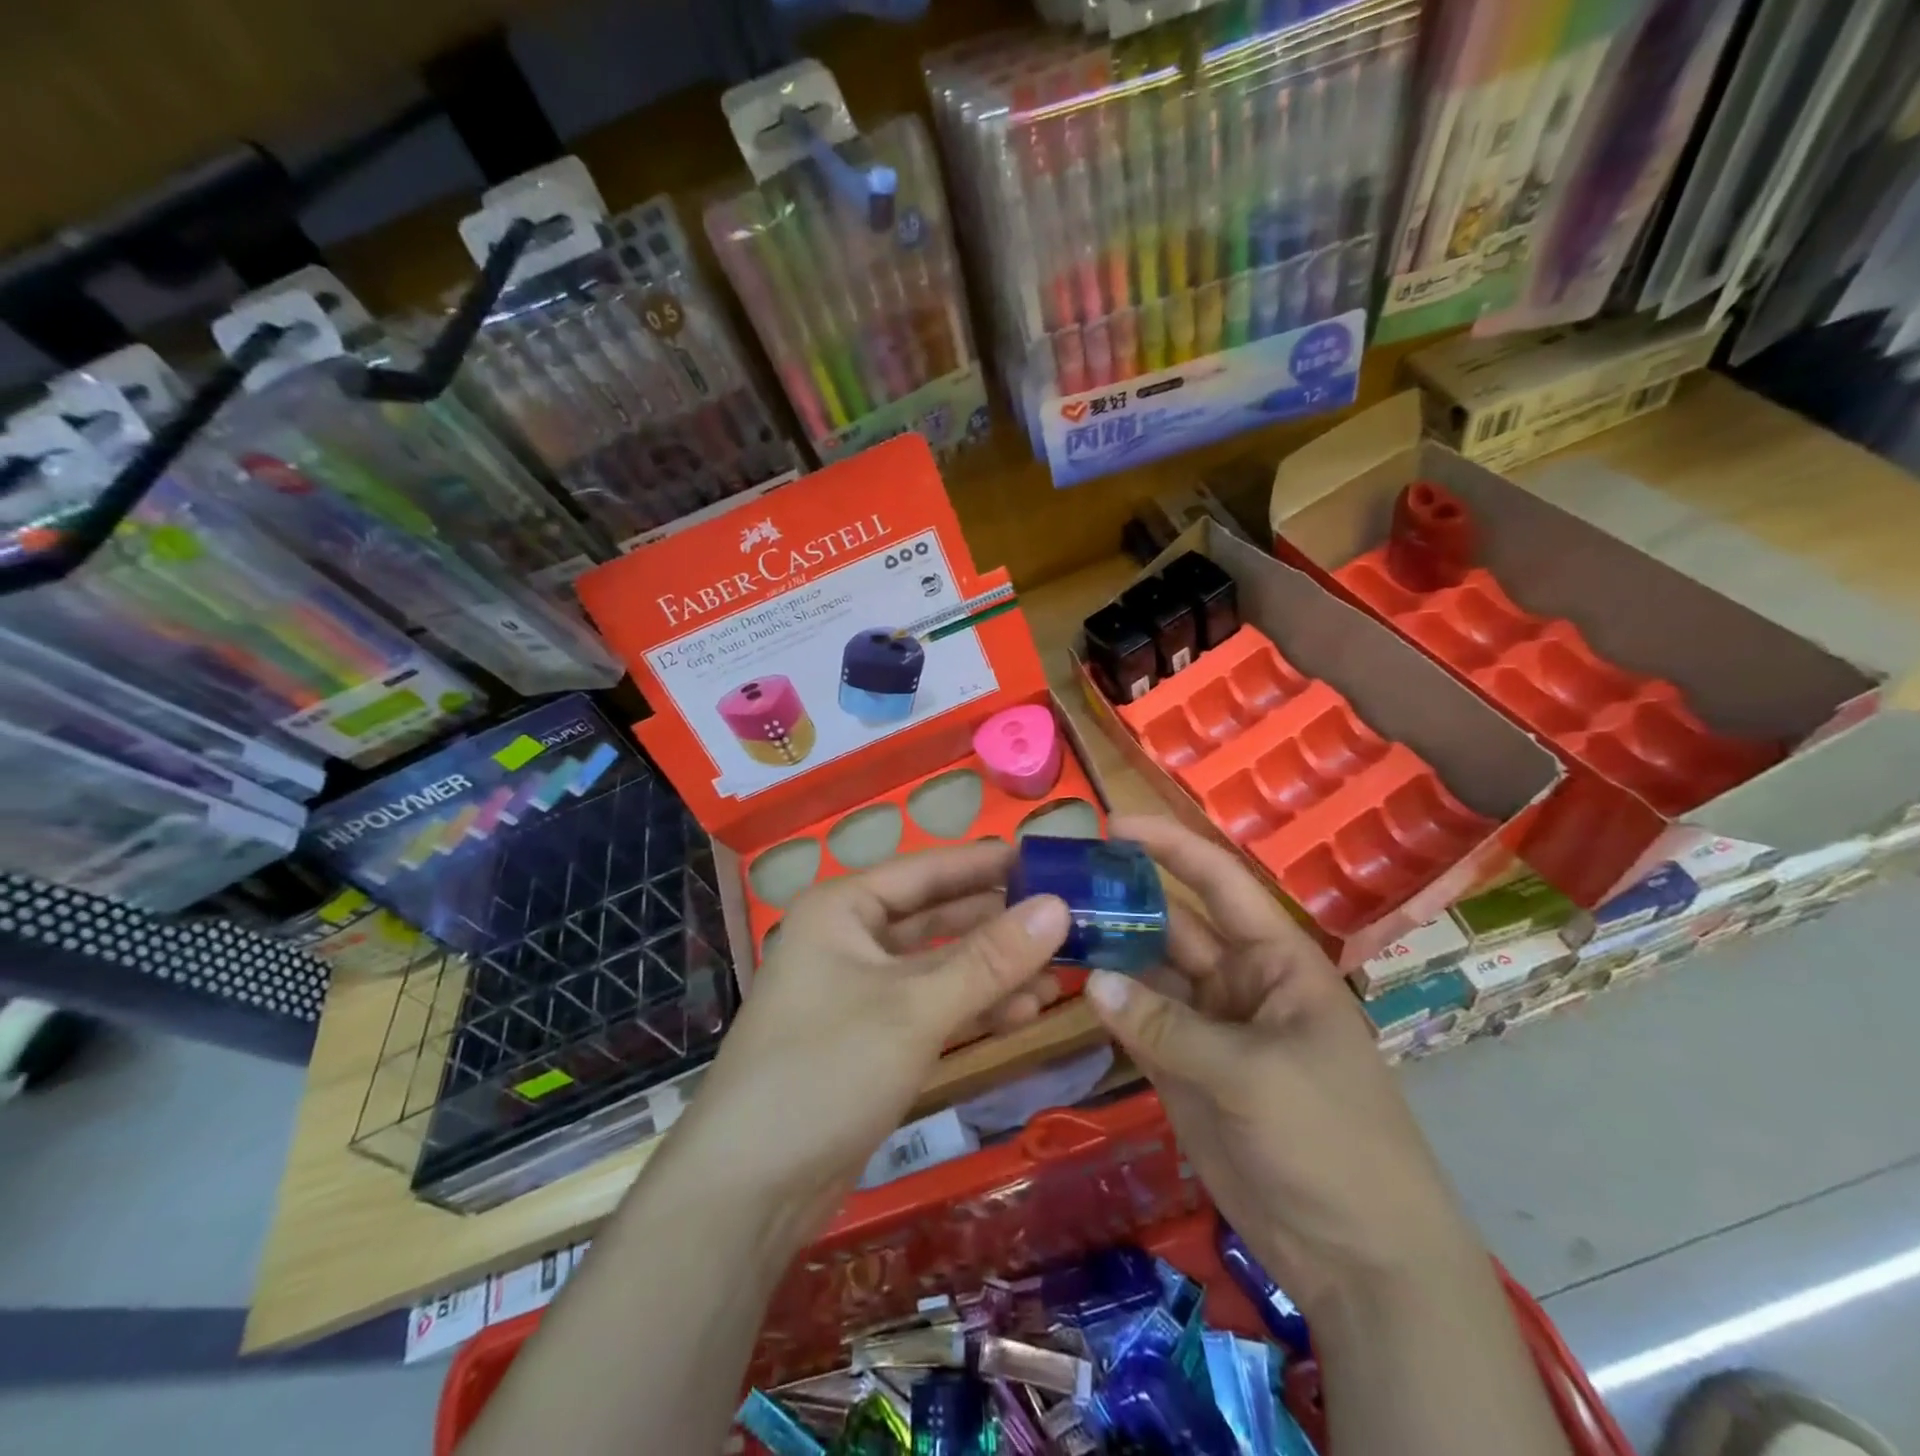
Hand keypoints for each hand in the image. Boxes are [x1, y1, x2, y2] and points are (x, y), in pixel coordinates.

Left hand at [669, 841, 1069, 1236]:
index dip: (986, 863)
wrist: (749, 1190)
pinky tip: (1024, 1011)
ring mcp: (861, 992)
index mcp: (844, 908)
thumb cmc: (826, 1069)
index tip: (1048, 857)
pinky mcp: (872, 1039)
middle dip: (997, 921)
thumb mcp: (915, 1008)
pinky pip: (933, 1007)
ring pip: (939, 966)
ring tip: (1060, 970)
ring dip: (994, 969)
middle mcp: (850, 939)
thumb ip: (989, 959)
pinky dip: (974, 1007)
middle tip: (1067, 917)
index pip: (928, 870)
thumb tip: (1059, 907)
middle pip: (937, 917)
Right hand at [1084, 816, 1478, 1314]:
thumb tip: (1093, 980)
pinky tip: (1065, 983)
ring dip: (1107, 950)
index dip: (1170, 848)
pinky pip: (1137, 1022)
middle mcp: (1237, 981)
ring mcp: (1207, 1026)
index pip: (1219, 883)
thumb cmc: (1332, 1143)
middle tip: (1059, 879)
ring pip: (1148, 972)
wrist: (1360, 1260)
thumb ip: (1169, 1027)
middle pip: (1173, 924)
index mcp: (1276, 959)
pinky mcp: (1182, 1069)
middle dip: (1123, 898)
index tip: (1112, 824)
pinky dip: (1106, 1004)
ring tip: (1049, 925)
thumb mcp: (1254, 1076)